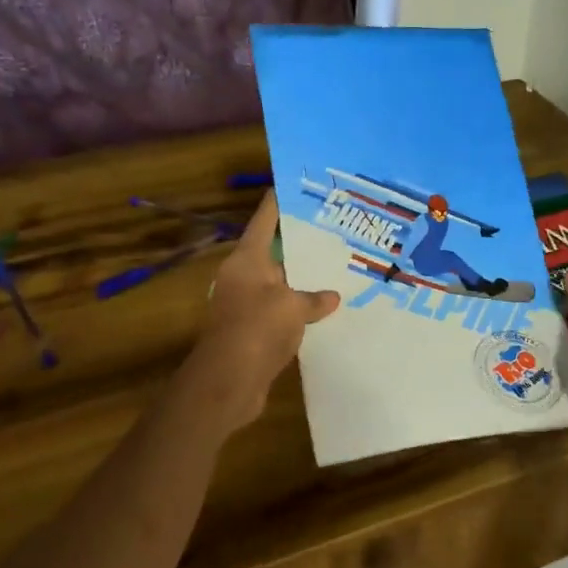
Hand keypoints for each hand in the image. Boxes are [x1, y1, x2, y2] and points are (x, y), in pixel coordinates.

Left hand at [183, 191, 338, 431]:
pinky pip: (282, 312)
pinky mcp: (254, 332)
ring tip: (339, 267)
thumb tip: (332, 297)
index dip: (280, 202)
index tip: (297, 185)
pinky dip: (301, 310)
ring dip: (304, 280)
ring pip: (281, 284)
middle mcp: (244, 277)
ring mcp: (247, 305)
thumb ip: (314, 298)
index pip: (265, 220)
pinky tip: (327, 310)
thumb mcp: (292, 307)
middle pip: (275, 252)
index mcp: (247, 259)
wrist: (228, 382)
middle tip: (335, 229)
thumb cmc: (256, 330)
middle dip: (302, 243)